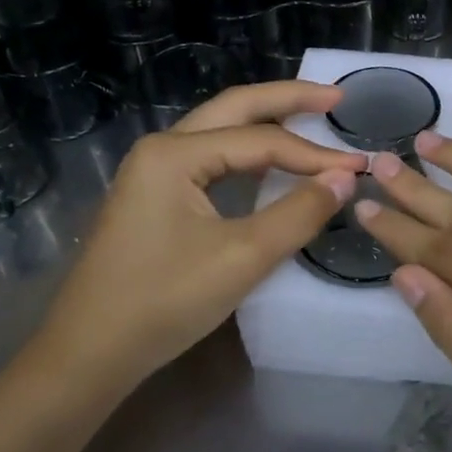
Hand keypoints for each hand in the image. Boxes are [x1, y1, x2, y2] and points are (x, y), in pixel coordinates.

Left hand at [32, 81, 363, 395]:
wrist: (89, 352)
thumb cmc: (164, 302)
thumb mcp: (242, 258)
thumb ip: (298, 213)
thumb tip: (346, 178)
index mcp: (175, 153)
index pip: (261, 141)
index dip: (314, 154)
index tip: (361, 167)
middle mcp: (161, 148)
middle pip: (234, 109)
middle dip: (287, 100)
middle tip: (336, 99)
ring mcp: (152, 171)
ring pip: (219, 131)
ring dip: (265, 124)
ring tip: (311, 120)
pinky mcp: (153, 196)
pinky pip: (208, 159)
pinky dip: (245, 154)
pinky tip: (269, 164)